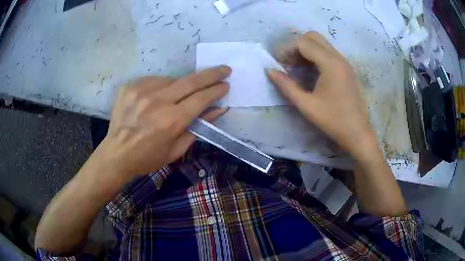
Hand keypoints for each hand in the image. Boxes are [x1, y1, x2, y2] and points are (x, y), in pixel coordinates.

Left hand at [95, 66, 230, 181]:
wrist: (117, 153)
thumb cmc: (149, 157)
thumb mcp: (178, 149)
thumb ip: (199, 126)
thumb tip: (220, 108)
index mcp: (171, 121)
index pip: (201, 98)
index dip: (217, 90)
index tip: (226, 84)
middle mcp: (157, 101)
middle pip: (191, 81)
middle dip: (211, 74)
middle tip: (224, 69)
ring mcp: (142, 90)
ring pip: (172, 80)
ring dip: (181, 86)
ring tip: (176, 99)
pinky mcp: (131, 86)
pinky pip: (155, 80)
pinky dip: (162, 87)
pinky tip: (157, 98)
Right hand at [267, 32, 375, 158]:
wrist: (357, 133)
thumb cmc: (333, 120)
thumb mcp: (306, 105)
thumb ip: (286, 86)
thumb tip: (269, 71)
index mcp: (331, 64)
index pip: (303, 43)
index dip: (287, 49)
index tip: (278, 63)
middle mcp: (339, 58)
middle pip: (313, 37)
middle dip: (296, 45)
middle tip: (288, 62)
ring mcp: (344, 62)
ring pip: (321, 43)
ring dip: (306, 50)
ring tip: (296, 67)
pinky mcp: (346, 69)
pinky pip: (328, 52)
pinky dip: (315, 55)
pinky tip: (310, 71)